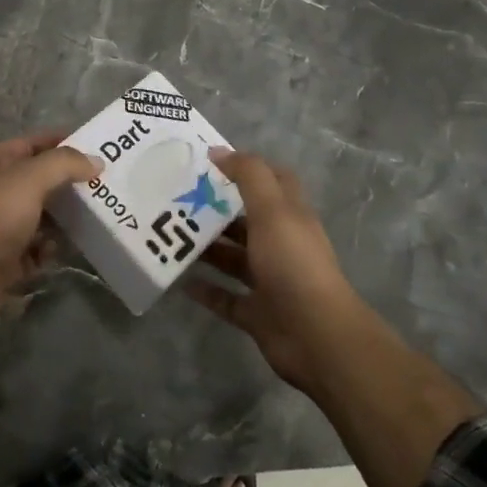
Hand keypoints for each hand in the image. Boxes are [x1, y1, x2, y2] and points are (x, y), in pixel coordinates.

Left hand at [0, 132, 100, 330]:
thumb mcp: (30, 179)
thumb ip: (64, 164)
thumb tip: (96, 161)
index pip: (29, 144)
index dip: (59, 142)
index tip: (92, 147)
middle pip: (36, 181)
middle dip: (66, 183)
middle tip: (101, 184)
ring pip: (38, 216)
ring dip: (61, 218)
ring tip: (93, 217)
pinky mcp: (4, 259)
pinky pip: (34, 248)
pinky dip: (48, 248)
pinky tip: (61, 250)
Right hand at [186, 150, 363, 393]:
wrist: (316, 335)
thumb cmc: (293, 262)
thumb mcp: (272, 209)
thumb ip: (248, 175)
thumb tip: (218, 151)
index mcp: (290, 216)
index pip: (273, 181)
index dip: (247, 168)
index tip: (211, 162)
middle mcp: (281, 245)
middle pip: (246, 221)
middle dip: (216, 210)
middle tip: (178, 201)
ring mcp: (270, 281)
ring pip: (233, 259)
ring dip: (207, 249)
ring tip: (171, 238)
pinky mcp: (257, 313)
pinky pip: (225, 298)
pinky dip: (205, 290)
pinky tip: (180, 281)